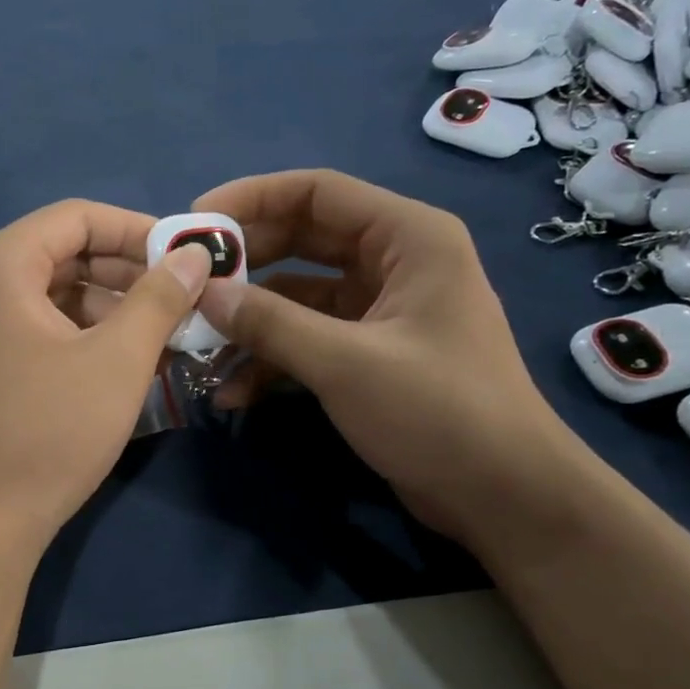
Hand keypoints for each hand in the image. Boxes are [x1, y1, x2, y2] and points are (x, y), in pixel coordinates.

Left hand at [0, 199, 213, 559]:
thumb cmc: (51, 430)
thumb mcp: (118, 359)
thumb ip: (160, 297)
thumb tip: (196, 255)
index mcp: (0, 264)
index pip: (78, 217)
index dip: (138, 231)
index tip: (186, 259)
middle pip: (65, 253)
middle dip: (128, 272)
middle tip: (182, 299)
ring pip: (56, 293)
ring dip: (112, 307)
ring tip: (163, 335)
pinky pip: (40, 326)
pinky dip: (84, 334)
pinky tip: (124, 361)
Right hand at [192, 170, 581, 547]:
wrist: (502, 496)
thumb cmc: (437, 412)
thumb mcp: (345, 362)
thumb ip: (269, 323)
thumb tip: (203, 294)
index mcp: (407, 238)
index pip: (317, 193)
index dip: (251, 200)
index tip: (195, 223)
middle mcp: (394, 263)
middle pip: (302, 242)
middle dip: (244, 266)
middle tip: (188, 285)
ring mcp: (380, 311)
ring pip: (299, 297)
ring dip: (251, 321)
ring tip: (199, 347)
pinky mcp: (369, 354)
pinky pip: (308, 339)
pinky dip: (273, 359)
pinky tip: (234, 392)